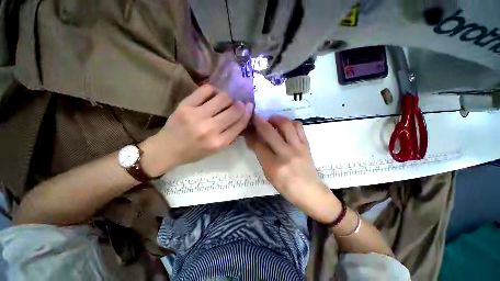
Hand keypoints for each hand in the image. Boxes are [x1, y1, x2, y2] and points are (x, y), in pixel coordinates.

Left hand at [148, 85, 252, 172]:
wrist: (168, 149)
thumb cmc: (195, 152)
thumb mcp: (216, 149)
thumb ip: (230, 135)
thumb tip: (242, 117)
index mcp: (219, 143)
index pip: (240, 124)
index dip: (248, 113)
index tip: (250, 106)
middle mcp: (210, 129)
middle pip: (234, 110)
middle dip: (240, 105)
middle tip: (238, 104)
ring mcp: (196, 116)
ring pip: (222, 98)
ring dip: (228, 98)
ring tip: (224, 101)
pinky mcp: (185, 106)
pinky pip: (206, 90)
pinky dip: (213, 91)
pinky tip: (213, 95)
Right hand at [245, 115, 341, 222]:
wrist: (310, 191)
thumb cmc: (286, 187)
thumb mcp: (269, 175)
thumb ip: (261, 157)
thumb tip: (254, 141)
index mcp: (274, 166)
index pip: (258, 145)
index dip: (250, 135)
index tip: (247, 130)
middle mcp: (286, 154)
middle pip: (269, 131)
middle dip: (259, 121)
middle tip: (255, 118)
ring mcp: (298, 147)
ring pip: (286, 124)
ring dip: (276, 119)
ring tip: (271, 121)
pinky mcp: (306, 144)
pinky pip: (298, 127)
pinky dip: (290, 123)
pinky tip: (285, 126)